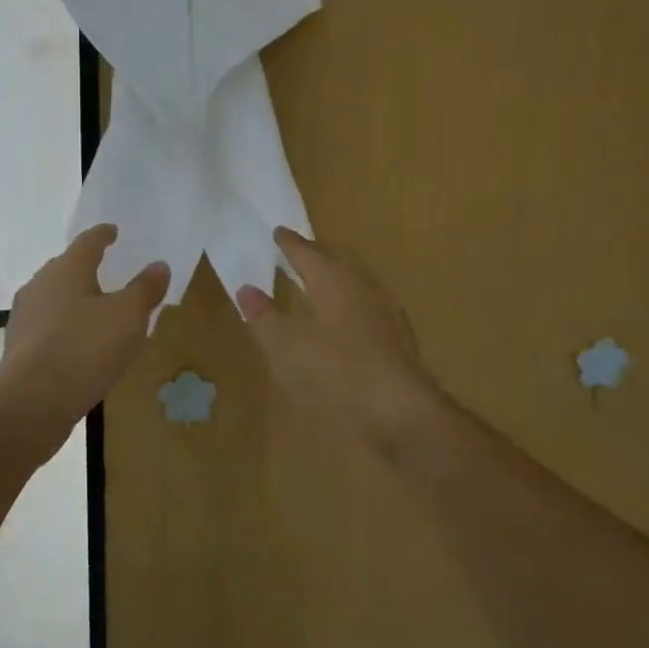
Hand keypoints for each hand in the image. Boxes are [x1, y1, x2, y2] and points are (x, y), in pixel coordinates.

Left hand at [0, 224, 169, 459]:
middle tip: (106, 271)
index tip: (112, 231)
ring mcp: (25, 317)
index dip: (103, 235)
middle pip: (66, 268)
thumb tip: (159, 265)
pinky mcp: (19, 349)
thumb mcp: (128, 317)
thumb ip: (145, 289)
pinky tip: (79, 345)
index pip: (87, 242)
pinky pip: (48, 328)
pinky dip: (65, 329)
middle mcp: (40, 285)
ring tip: (96, 311)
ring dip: (74, 301)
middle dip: (85, 268)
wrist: (32, 402)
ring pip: (54, 299)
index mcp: (67, 269)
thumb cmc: (85, 347)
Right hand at [236, 228, 450, 445]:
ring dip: (333, 280)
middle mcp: (363, 287)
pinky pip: (365, 307)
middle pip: (336, 262)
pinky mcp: (397, 340)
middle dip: (315, 256)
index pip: (308, 252)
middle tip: (296, 252)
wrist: (401, 415)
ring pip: (354, 284)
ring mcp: (385, 313)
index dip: (290, 243)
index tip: (278, 232)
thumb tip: (247, 289)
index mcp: (334, 280)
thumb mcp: (285, 347)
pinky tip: (339, 325)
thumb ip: (264, 316)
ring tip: (314, 285)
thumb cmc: (336, 373)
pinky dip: (346, 305)